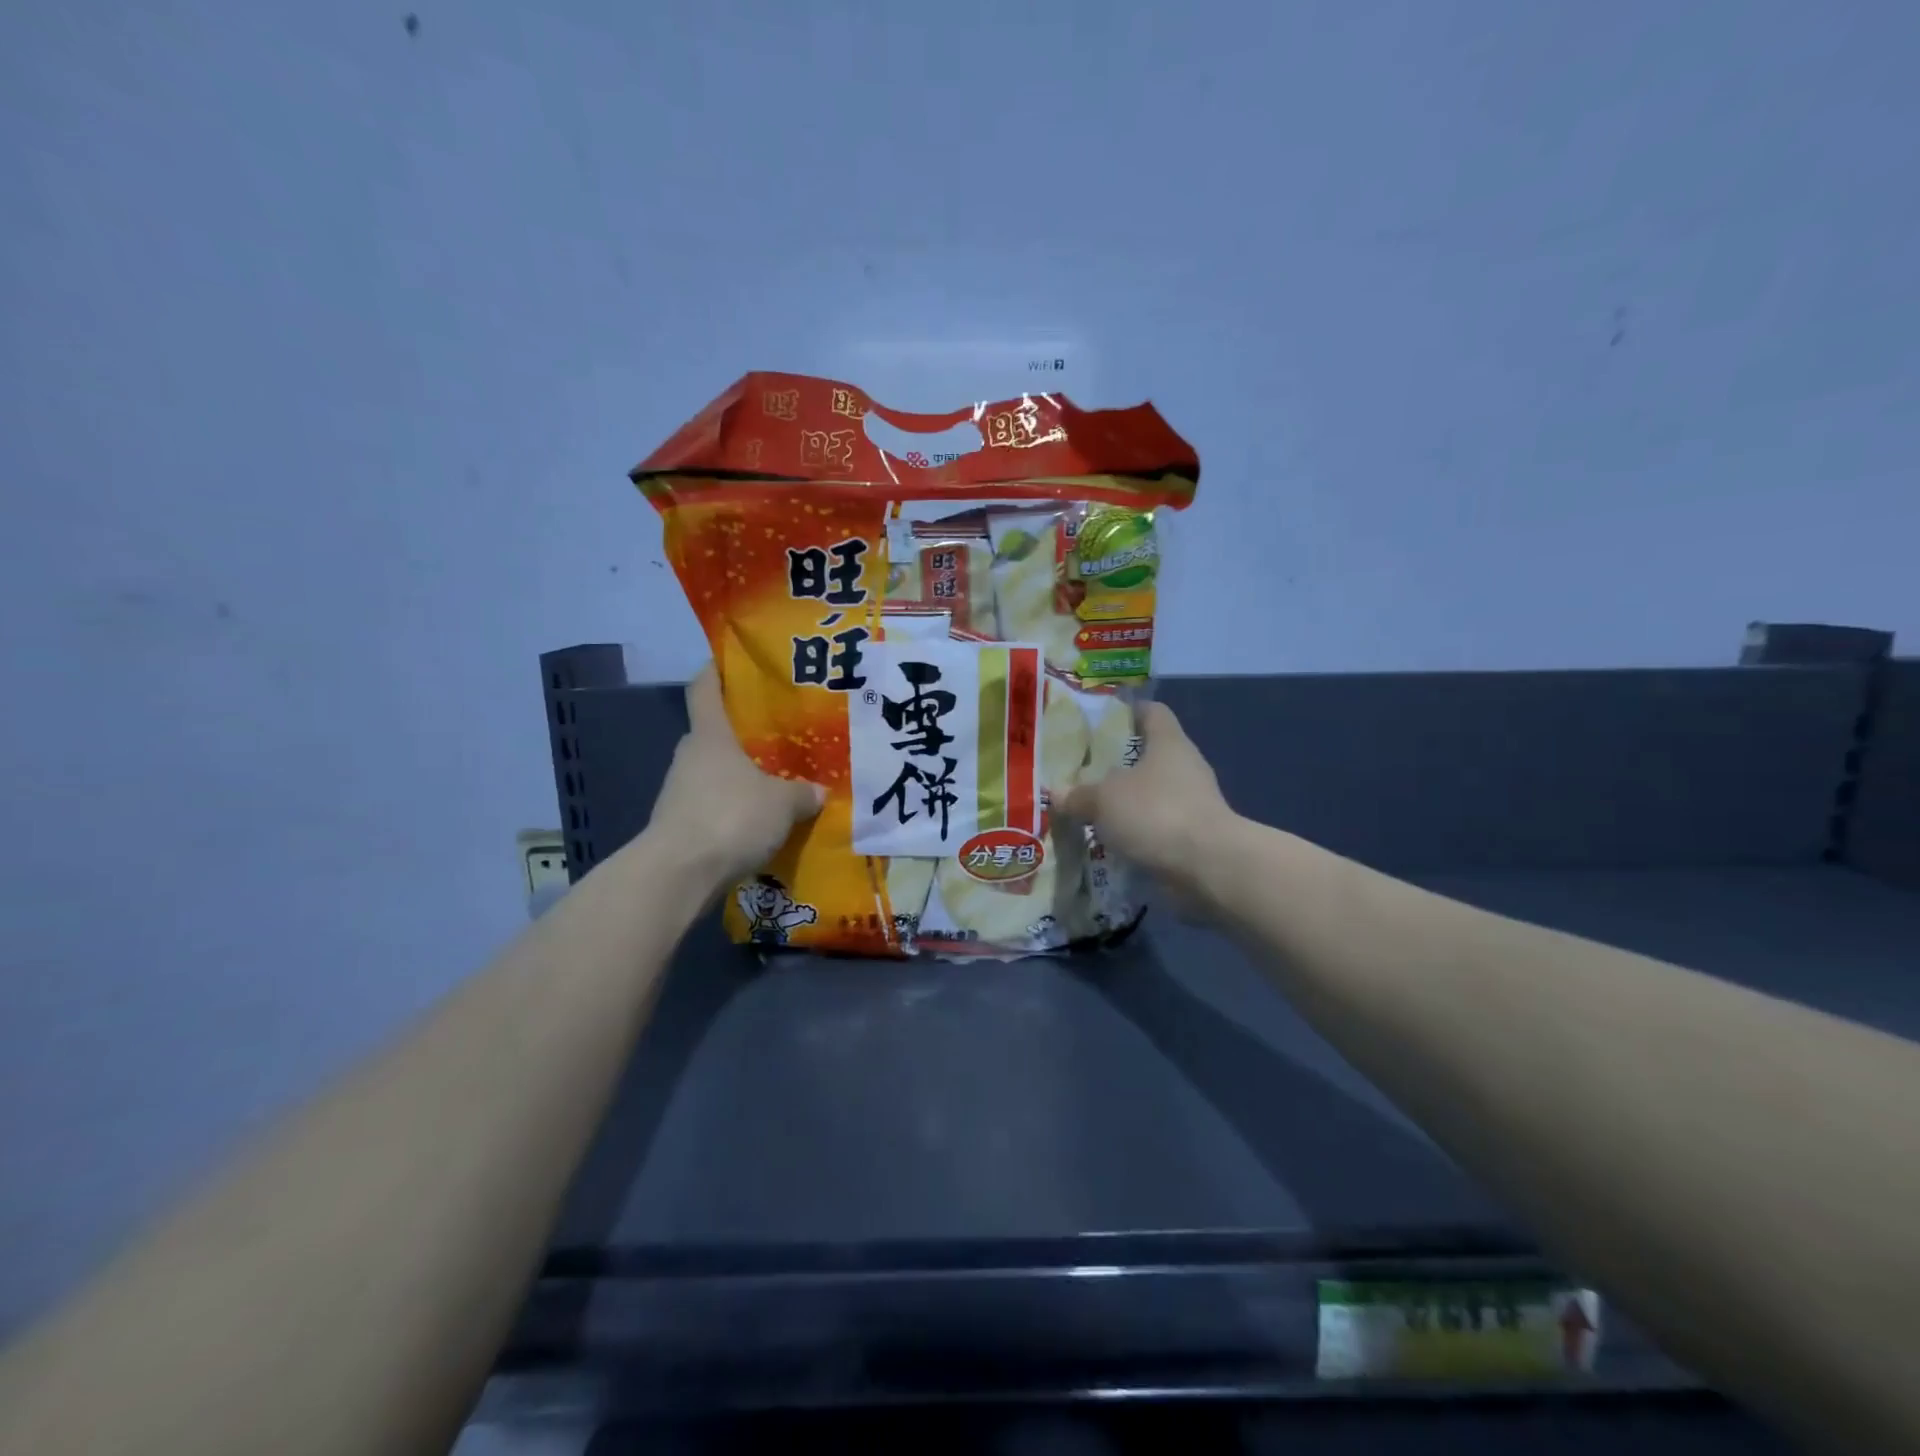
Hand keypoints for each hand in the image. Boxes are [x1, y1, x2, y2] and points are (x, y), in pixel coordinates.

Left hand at [647, 663, 825, 887]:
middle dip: (743, 732)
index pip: (705, 687)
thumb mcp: (782, 803)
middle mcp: (690, 756)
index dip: (717, 670)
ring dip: (740, 775)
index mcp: (710, 735)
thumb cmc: (730, 817)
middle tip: (781, 733)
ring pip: (715, 771)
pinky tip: (760, 821)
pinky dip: (733, 808)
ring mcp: (680, 791)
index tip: (734, 661)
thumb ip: (802, 793)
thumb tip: (818, 791)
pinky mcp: (680, 824)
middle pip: (715, 731)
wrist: (679, 874)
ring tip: (777, 781)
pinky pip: (713, 805)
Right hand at [1062, 700, 1235, 899]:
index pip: (1152, 712)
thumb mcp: (1104, 801)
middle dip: (1120, 763)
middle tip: (1085, 771)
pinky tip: (1114, 841)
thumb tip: (1055, 793)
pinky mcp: (1196, 835)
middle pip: (1151, 754)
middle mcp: (1186, 766)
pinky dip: (1140, 831)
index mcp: (1168, 742)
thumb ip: (1078, 795)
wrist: (1209, 866)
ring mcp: (1195, 802)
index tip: (1103, 721)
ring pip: (1155, 793)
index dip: (1129, 712)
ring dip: (1129, 801)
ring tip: (1094, 810)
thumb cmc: (1156, 813)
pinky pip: (1160, 825)